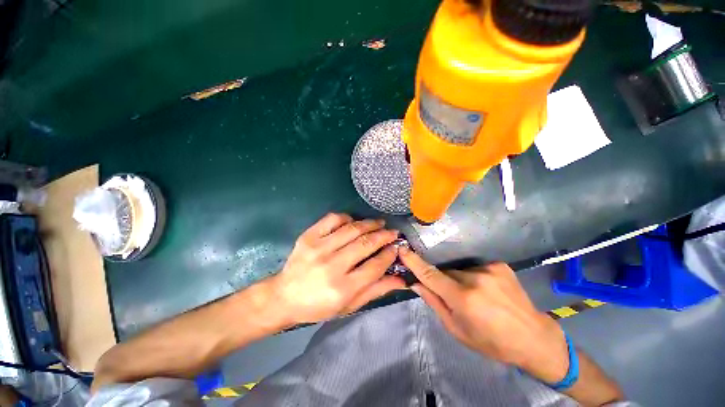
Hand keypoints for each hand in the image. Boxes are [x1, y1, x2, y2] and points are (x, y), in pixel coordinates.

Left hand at [269, 213, 405, 324]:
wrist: (284, 296)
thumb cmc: (319, 305)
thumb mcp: (349, 305)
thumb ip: (375, 290)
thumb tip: (402, 280)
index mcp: (342, 288)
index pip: (375, 266)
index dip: (389, 255)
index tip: (397, 247)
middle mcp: (331, 266)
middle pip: (365, 244)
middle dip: (384, 235)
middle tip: (393, 232)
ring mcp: (318, 248)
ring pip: (352, 229)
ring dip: (370, 224)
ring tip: (379, 223)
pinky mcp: (308, 236)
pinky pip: (333, 219)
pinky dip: (347, 217)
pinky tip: (353, 222)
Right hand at [399, 247, 568, 383]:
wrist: (534, 338)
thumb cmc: (491, 342)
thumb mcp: (457, 330)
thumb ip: (435, 303)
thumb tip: (416, 284)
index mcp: (463, 298)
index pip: (430, 274)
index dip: (414, 262)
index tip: (402, 250)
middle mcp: (475, 278)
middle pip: (446, 272)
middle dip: (444, 282)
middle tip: (455, 298)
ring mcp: (488, 269)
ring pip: (460, 270)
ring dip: (460, 280)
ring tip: (476, 297)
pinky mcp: (498, 265)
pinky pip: (475, 268)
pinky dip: (474, 277)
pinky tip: (487, 291)